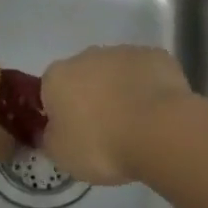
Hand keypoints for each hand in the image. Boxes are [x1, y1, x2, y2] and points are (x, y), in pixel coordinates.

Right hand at [40, 45, 194, 185]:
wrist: (157, 129)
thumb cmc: (101, 144)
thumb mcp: (62, 155)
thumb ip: (50, 139)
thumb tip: (51, 130)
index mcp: (58, 76)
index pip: (50, 91)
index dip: (61, 113)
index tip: (74, 135)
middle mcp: (87, 56)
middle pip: (84, 76)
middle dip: (92, 98)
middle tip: (105, 132)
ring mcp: (123, 52)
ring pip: (116, 72)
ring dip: (121, 92)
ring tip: (135, 126)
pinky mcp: (154, 55)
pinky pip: (145, 73)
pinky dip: (148, 89)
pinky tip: (157, 114)